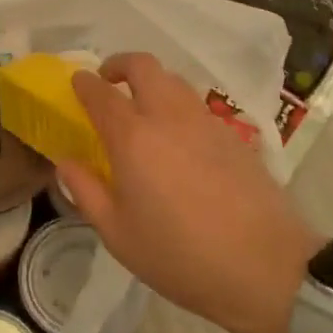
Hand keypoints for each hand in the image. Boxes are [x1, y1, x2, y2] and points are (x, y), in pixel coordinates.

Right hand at [59, 53, 320, 332]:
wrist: (265, 268)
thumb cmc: (180, 256)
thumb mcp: (118, 235)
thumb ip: (86, 192)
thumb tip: (67, 162)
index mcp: (134, 138)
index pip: (102, 93)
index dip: (84, 83)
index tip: (76, 82)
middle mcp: (169, 117)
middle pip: (144, 66)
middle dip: (120, 64)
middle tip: (108, 82)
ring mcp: (206, 122)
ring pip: (174, 81)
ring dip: (152, 83)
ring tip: (142, 110)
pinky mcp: (234, 135)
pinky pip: (197, 105)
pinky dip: (177, 106)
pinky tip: (178, 139)